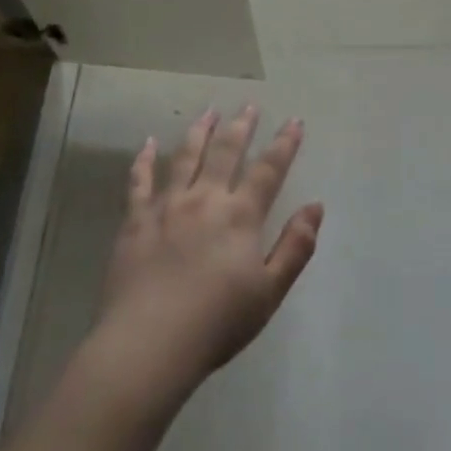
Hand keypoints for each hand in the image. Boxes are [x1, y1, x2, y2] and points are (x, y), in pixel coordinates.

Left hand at [97, 104, 322, 390]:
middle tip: (249, 106)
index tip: (294, 121)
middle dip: (241, 126)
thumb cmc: (217, 323)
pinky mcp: (135, 220)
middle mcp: (205, 200)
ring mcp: (166, 207)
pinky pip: (139, 181)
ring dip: (199, 131)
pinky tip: (149, 143)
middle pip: (226, 152)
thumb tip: (315, 206)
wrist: (149, 344)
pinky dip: (144, 159)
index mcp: (240, 217)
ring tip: (208, 111)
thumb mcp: (270, 292)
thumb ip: (295, 247)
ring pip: (185, 157)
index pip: (268, 170)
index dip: (284, 144)